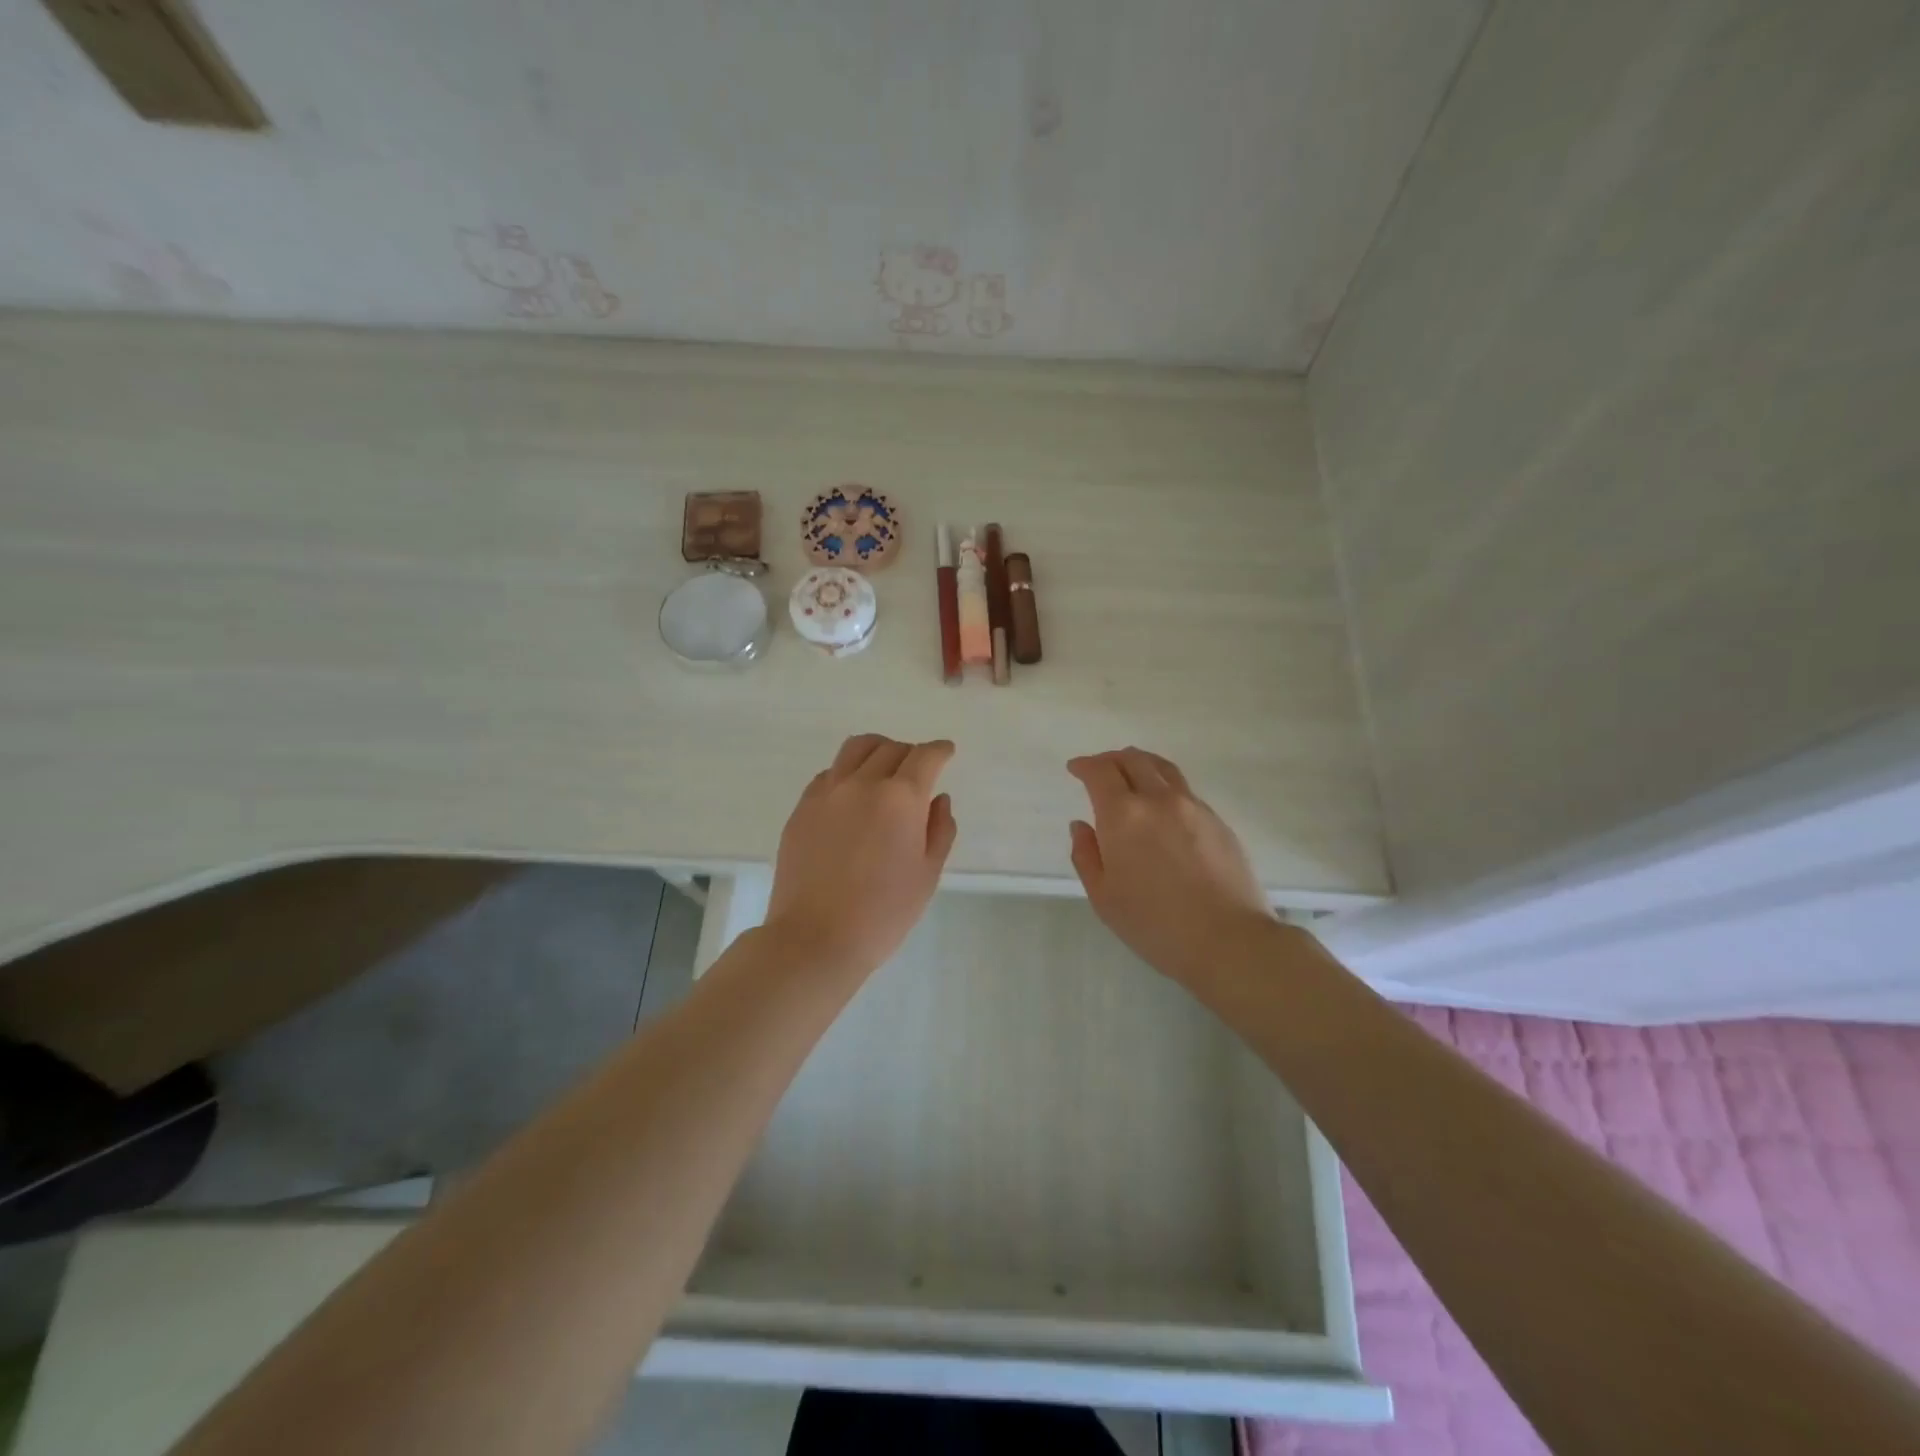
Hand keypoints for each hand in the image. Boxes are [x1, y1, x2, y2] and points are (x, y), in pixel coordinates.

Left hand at [763, 734, 958, 980]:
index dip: (940, 750)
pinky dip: (847, 773)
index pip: (925, 757)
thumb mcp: (927, 874)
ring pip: (855, 749)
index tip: (946, 752)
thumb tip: (937, 799)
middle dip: (911, 754)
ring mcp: (827, 793)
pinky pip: (829, 773)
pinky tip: (851, 796)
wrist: (815, 938)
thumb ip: (939, 829)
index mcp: (900, 798)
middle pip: (890, 748)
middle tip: (918, 772)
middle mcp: (862, 784)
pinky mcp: (802, 808)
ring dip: (877, 751)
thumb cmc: (883, 913)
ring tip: (883, 770)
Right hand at [1068, 748, 1274, 987]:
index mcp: (1123, 815)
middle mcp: (1158, 799)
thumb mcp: (1103, 897)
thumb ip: (1086, 855)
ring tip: (1132, 773)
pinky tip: (1163, 806)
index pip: (1100, 772)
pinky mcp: (1218, 821)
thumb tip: (1081, 826)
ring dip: (1141, 763)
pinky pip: (1184, 790)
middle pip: (1133, 760)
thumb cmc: (1155, 924)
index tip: (1075, 769)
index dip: (1084, 766)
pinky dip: (1165, 785)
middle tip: (1100, 769)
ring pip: (1163, 768)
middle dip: (1111, 759)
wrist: (1228, 939)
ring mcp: (1193, 807)